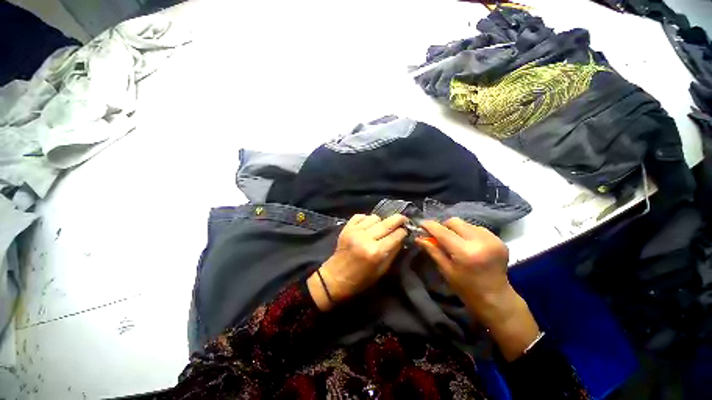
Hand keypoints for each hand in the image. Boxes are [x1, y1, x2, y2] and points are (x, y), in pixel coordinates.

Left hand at [308, 214, 407, 311]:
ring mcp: (355, 231)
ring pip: (375, 217)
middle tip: (403, 219)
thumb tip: (401, 238)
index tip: (406, 230)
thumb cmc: (360, 279)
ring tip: (381, 228)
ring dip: (381, 221)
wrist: (335, 278)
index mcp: (376, 252)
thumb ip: (393, 252)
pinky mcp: (346, 228)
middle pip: (387, 223)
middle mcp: (366, 238)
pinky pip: (361, 216)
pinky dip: (367, 219)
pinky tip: (368, 226)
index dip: (403, 232)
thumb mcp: (381, 270)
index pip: (396, 235)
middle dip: (399, 219)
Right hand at [417, 218, 509, 320]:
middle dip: (443, 227)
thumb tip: (418, 237)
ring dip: (456, 229)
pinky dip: (468, 232)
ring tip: (455, 242)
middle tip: (439, 237)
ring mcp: (492, 239)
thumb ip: (432, 250)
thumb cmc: (466, 288)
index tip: (421, 225)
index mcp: (465, 252)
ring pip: (465, 223)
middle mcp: (480, 241)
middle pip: (454, 222)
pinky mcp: (498, 239)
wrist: (496, 298)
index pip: (442, 231)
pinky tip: (468, 244)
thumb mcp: (445, 270)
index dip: (429, 226)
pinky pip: (476, 228)